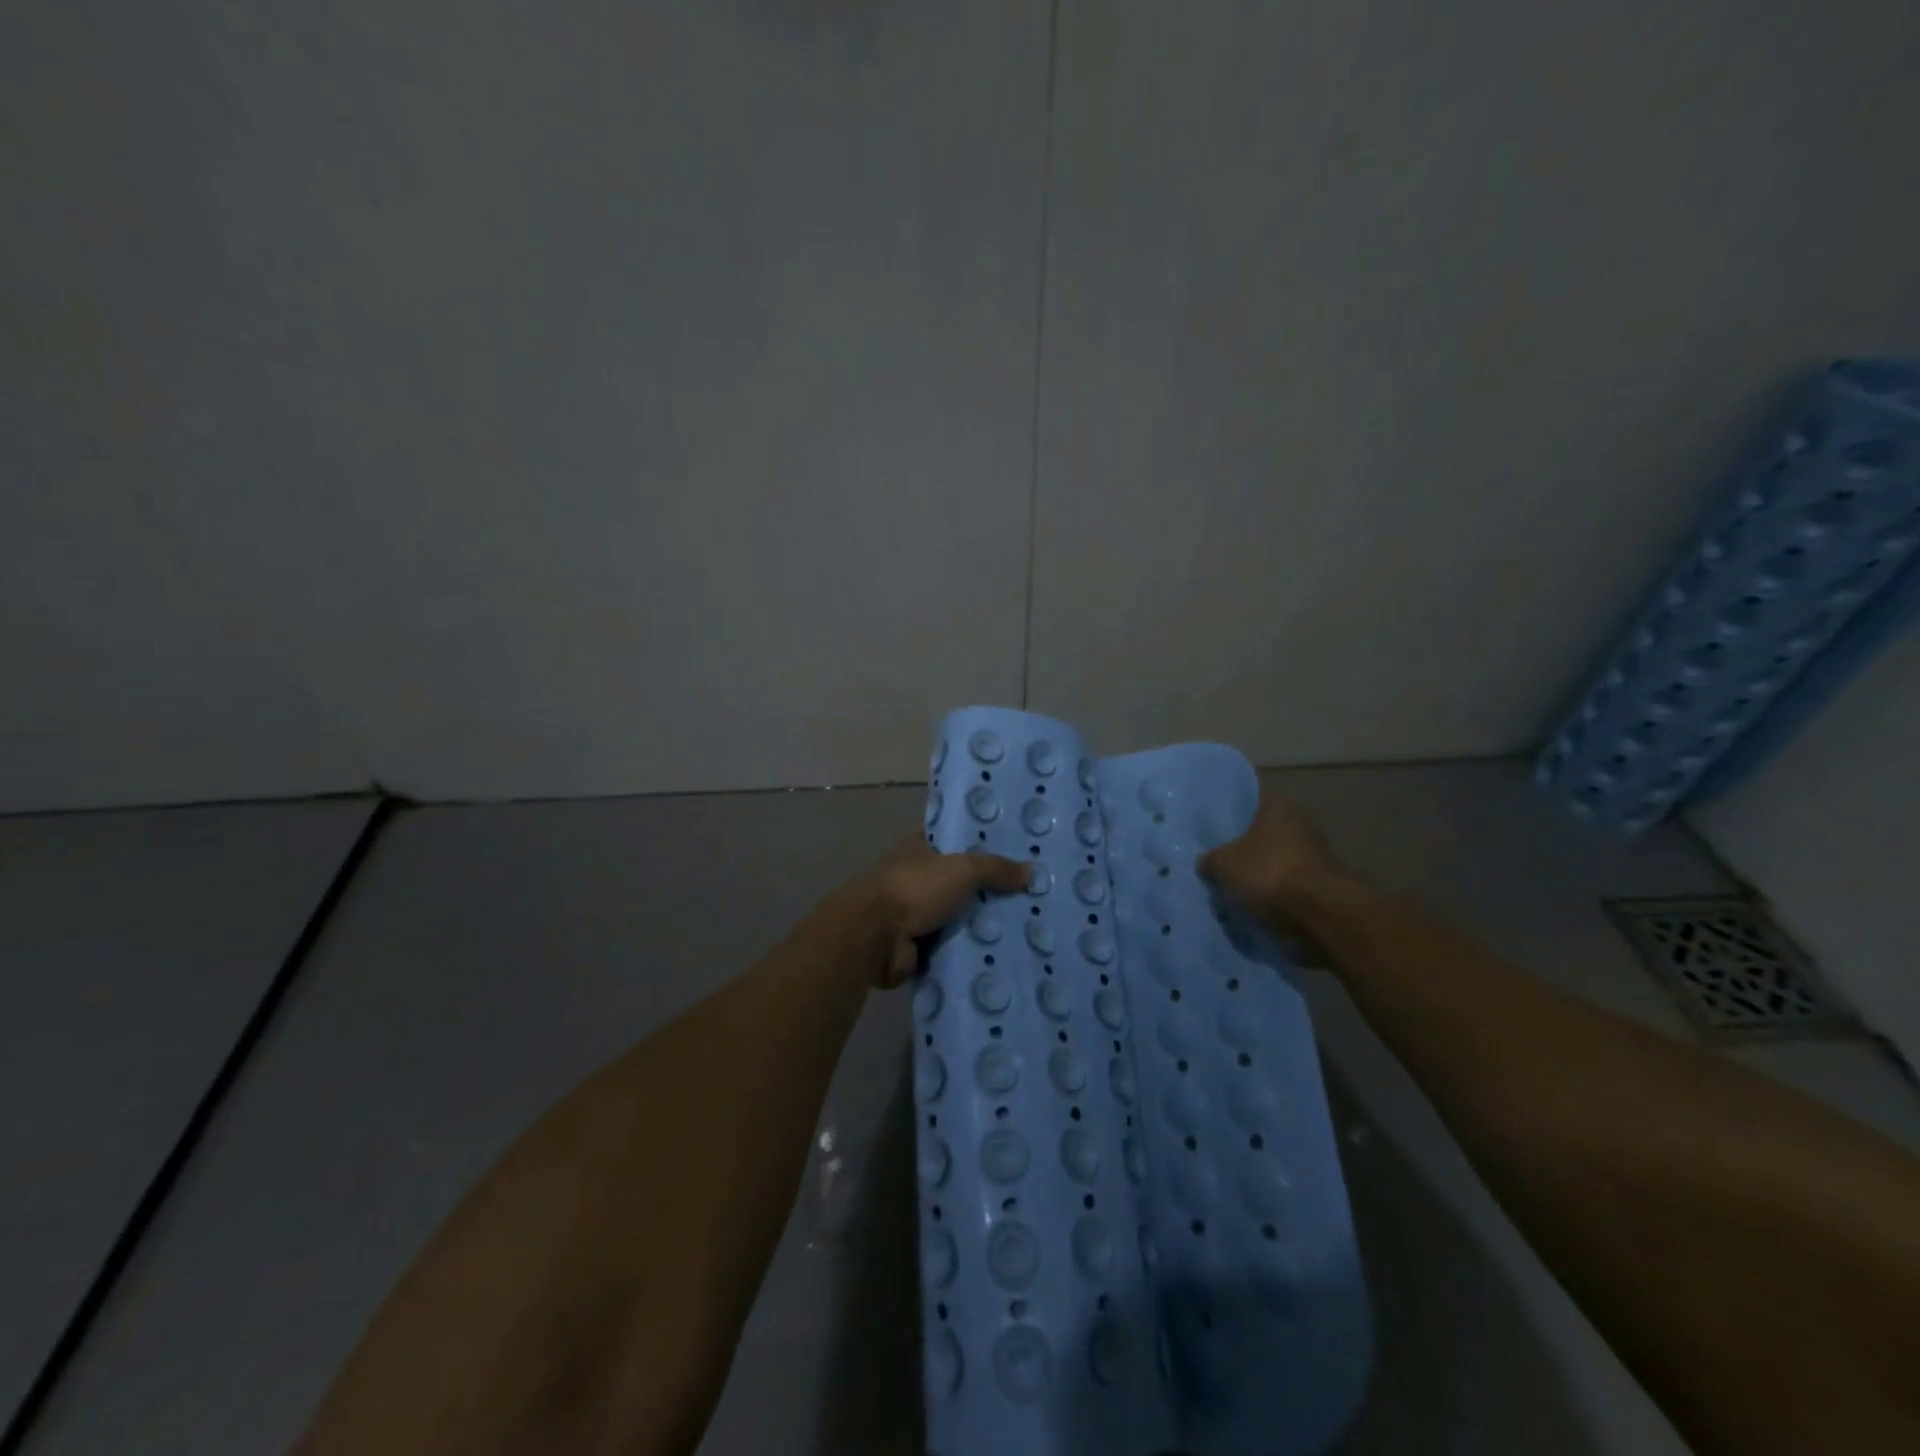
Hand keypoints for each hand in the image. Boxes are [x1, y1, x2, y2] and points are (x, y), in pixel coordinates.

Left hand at [848, 839, 1029, 987]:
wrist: (874, 937)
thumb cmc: (915, 889)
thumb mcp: (962, 869)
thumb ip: (995, 869)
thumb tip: (1030, 871)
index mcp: (918, 849)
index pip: (952, 841)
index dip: (979, 845)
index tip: (1013, 854)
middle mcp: (914, 879)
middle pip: (958, 883)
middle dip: (987, 891)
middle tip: (1028, 898)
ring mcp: (911, 915)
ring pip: (955, 918)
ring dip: (978, 926)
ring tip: (1022, 929)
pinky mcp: (914, 947)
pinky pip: (948, 948)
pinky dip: (966, 953)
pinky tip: (999, 956)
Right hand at [1197, 798, 1350, 936]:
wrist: (1321, 916)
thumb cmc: (1268, 873)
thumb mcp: (1222, 864)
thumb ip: (1209, 859)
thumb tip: (1206, 862)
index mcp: (1277, 806)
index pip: (1246, 802)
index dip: (1225, 816)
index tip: (1207, 831)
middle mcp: (1298, 824)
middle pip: (1259, 835)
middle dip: (1239, 851)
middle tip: (1212, 864)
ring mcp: (1312, 857)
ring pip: (1271, 863)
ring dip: (1254, 877)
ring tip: (1227, 892)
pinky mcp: (1318, 887)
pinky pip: (1283, 889)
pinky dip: (1269, 898)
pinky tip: (1248, 908)